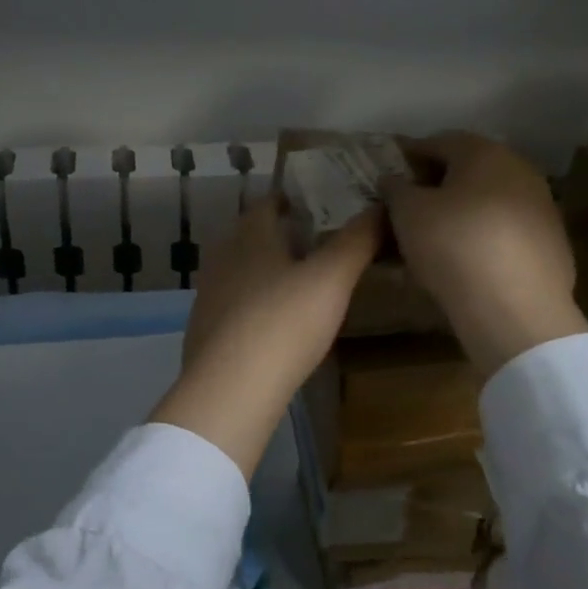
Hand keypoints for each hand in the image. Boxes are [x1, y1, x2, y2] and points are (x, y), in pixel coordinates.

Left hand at [150, 197, 380, 479]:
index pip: (267, 203)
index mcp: (250, 236)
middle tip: (316, 243)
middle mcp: (223, 258)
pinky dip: (254, 303)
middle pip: (250, 236)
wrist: (230, 388)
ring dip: (265, 270)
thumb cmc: (283, 322)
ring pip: (240, 270)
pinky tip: (273, 321)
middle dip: (279, 235)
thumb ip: (357, 241)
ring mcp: (209, 295)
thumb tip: (382, 205)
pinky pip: (233, 303)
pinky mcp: (206, 329)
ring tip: (299, 281)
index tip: (318, 204)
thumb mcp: (331, 279)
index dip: (291, 199)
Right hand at [383, 133, 587, 376]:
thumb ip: (396, 188)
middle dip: (437, 184)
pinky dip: (482, 236)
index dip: (409, 156)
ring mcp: (541, 206)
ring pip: (489, 200)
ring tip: (433, 237)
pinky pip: (505, 230)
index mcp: (484, 153)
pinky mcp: (552, 243)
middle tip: (408, 207)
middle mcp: (519, 170)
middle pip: (468, 169)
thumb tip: (394, 179)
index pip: (438, 142)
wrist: (516, 309)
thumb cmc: (453, 245)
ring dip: (461, 211)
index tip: (388, 176)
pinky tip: (465, 261)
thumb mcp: (407, 213)